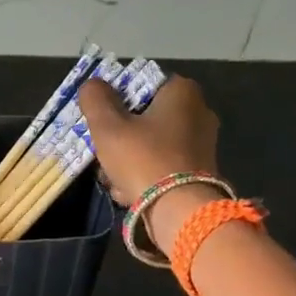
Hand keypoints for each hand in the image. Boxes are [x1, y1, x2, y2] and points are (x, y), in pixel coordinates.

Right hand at [78, 74, 220, 206]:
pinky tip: (129, 193)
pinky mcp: (200, 171)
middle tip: (104, 154)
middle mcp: (199, 111)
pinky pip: (164, 167)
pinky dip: (146, 177)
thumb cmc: (143, 159)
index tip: (102, 123)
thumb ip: (95, 99)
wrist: (179, 210)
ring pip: (152, 145)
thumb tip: (92, 85)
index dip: (116, 103)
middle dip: (121, 138)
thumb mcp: (108, 126)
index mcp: (182, 91)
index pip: (142, 85)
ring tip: (113, 180)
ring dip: (129, 162)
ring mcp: (203, 144)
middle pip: (145, 119)